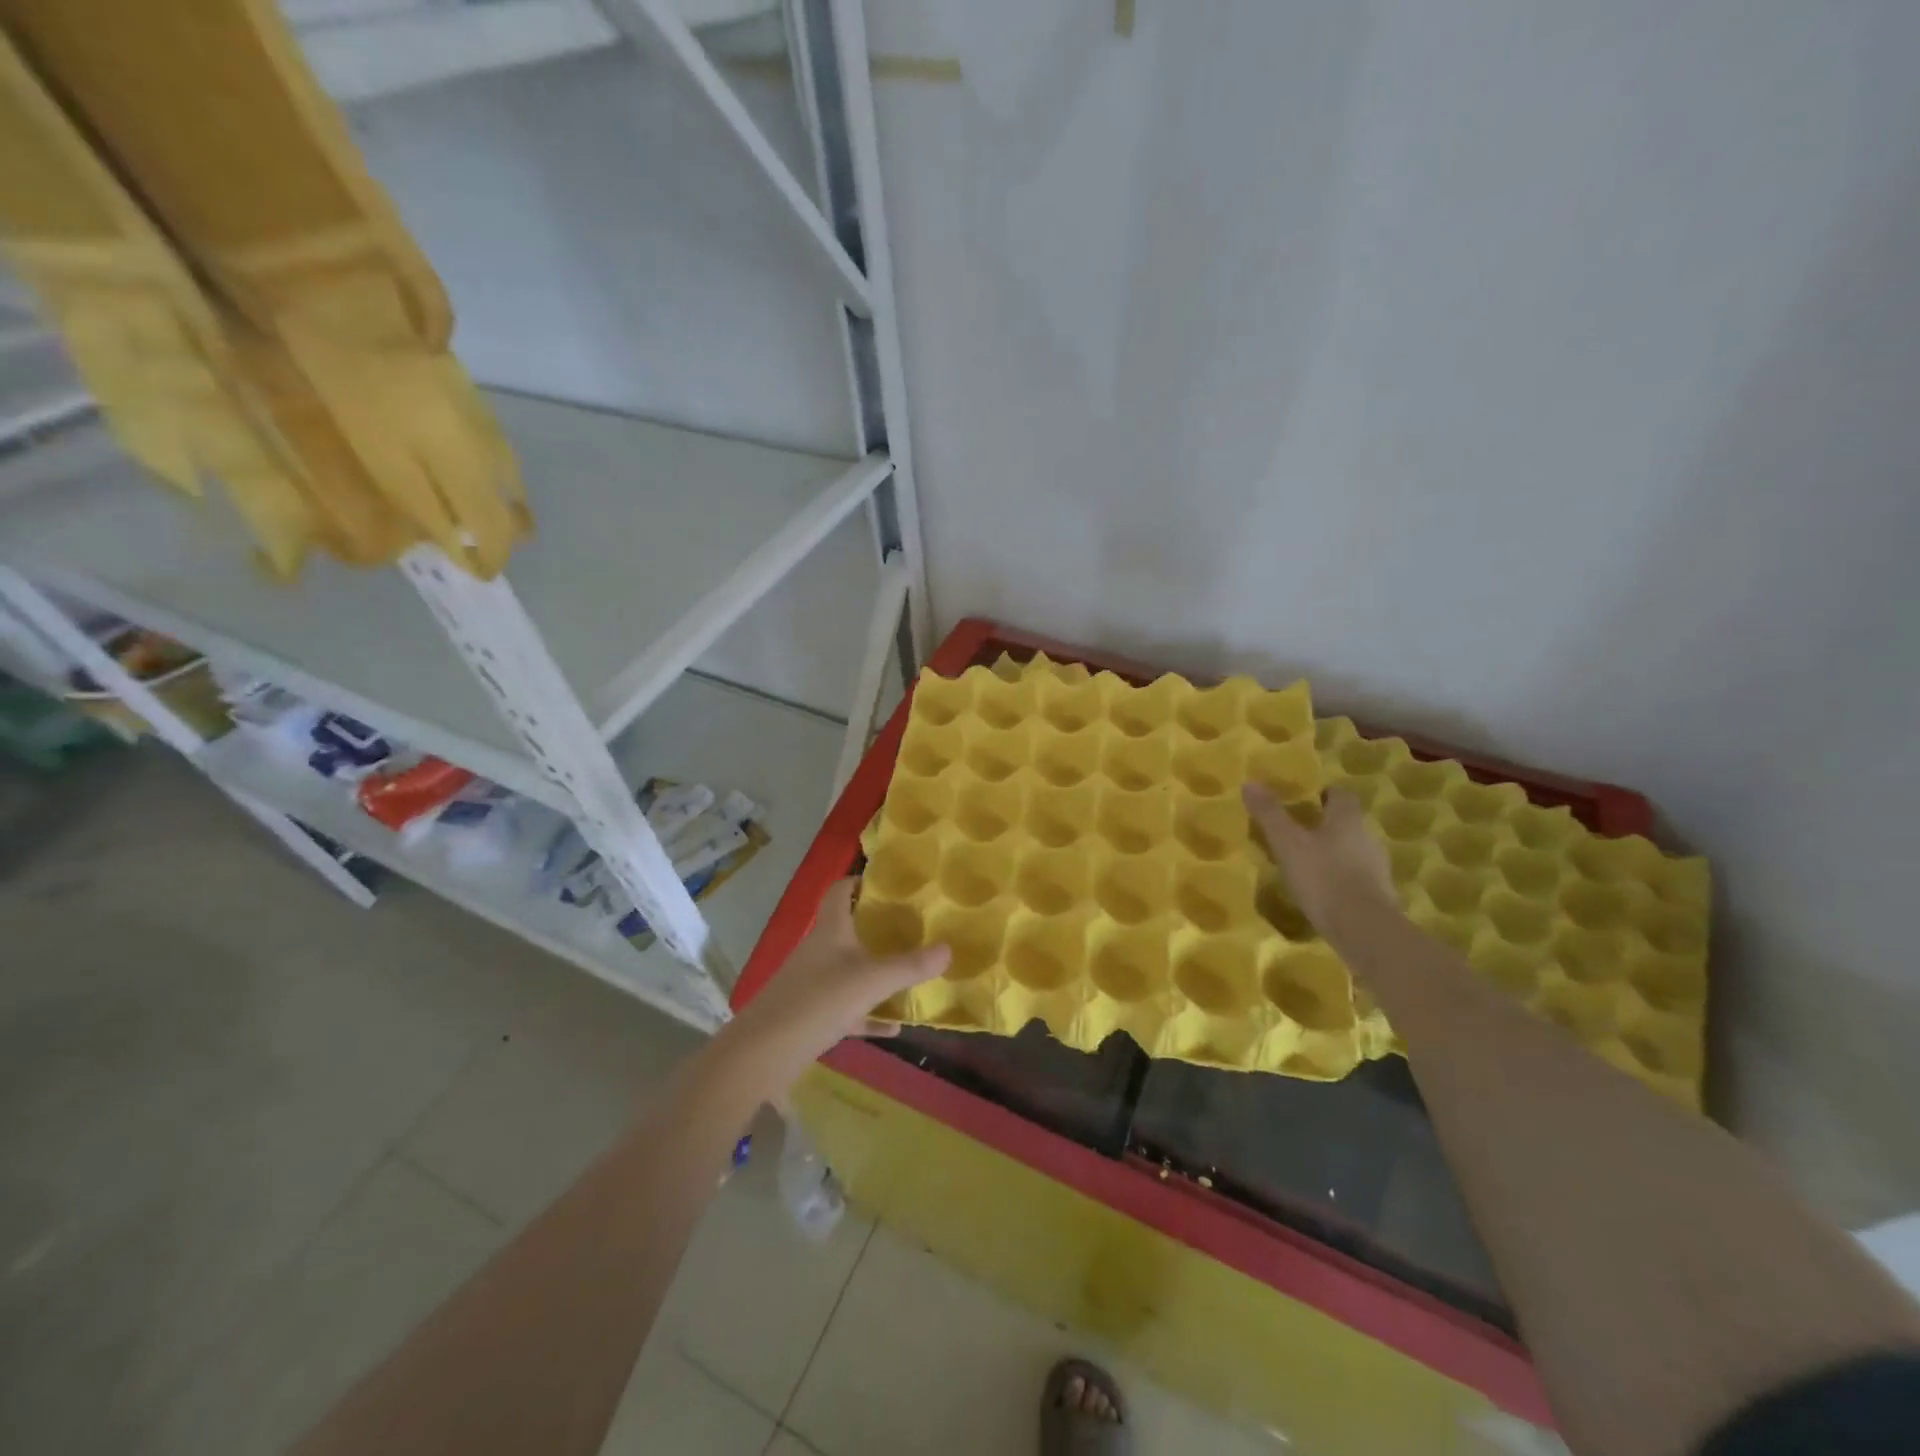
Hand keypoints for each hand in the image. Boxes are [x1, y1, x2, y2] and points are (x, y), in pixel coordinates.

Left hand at [722, 880, 948, 1091]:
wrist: (765, 1052)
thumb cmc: (820, 1000)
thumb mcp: (873, 981)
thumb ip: (910, 966)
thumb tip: (949, 948)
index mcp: (831, 930)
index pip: (840, 891)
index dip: (860, 881)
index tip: (889, 884)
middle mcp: (820, 950)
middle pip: (848, 930)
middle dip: (877, 929)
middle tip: (912, 928)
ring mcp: (813, 984)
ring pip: (849, 971)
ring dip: (876, 974)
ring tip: (910, 976)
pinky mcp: (811, 1015)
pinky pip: (848, 1009)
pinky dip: (869, 1016)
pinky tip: (894, 1028)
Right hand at [1243, 785, 1396, 937]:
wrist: (1362, 928)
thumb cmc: (1322, 876)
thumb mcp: (1287, 843)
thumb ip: (1269, 813)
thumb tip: (1250, 782)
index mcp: (1347, 819)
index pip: (1341, 795)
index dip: (1323, 794)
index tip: (1304, 799)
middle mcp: (1367, 837)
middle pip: (1347, 822)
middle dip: (1325, 824)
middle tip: (1297, 830)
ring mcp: (1376, 867)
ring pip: (1351, 849)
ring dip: (1332, 851)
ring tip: (1304, 861)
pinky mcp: (1377, 894)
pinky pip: (1355, 876)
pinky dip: (1339, 876)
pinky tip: (1320, 888)